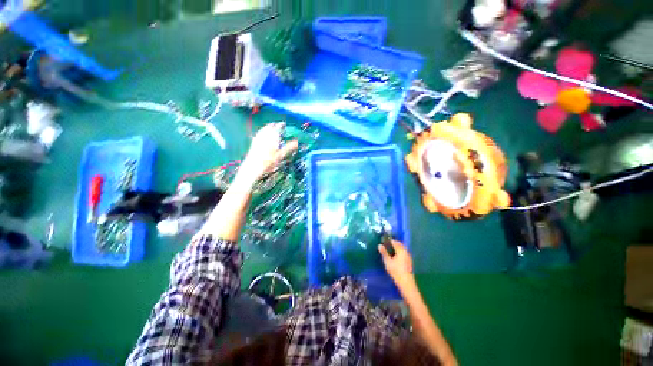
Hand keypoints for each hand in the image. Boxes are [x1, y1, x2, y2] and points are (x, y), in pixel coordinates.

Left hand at [239, 123, 297, 182]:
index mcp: (272, 138)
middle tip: (278, 124)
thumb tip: (297, 142)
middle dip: (274, 125)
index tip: (284, 123)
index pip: (277, 128)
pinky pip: (258, 134)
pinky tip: (262, 133)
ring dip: (267, 127)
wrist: (253, 167)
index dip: (280, 125)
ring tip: (270, 126)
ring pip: (263, 130)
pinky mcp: (254, 143)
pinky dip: (262, 131)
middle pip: (269, 127)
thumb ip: (289, 147)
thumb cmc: (268, 162)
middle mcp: (264, 136)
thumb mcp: (280, 155)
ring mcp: (258, 139)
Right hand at [378, 239, 413, 284]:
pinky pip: (404, 253)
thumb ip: (384, 252)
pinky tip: (397, 256)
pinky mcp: (409, 262)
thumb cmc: (395, 270)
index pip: (395, 242)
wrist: (406, 282)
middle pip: (400, 245)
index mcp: (400, 250)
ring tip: (391, 249)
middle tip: (388, 244)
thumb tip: (379, 245)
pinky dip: (400, 252)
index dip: (390, 240)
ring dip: (398, 247)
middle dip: (394, 243)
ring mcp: (408, 257)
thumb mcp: (387, 261)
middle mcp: (406, 252)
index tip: (385, 240)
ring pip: (403, 249)